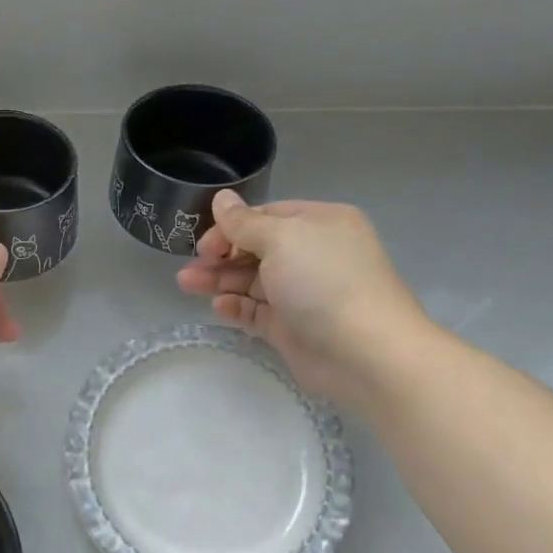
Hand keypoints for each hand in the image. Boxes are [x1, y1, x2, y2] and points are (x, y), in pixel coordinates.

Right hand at [175, 191, 432, 406]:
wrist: (366, 353)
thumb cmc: (324, 282)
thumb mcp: (281, 239)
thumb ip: (244, 223)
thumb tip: (221, 198)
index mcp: (319, 223)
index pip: (267, 216)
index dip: (232, 226)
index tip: (204, 242)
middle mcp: (313, 254)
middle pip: (256, 248)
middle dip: (221, 255)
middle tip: (191, 268)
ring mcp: (304, 293)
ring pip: (253, 280)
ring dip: (220, 280)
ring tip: (186, 284)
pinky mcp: (294, 327)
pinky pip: (258, 311)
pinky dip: (237, 307)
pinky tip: (218, 308)